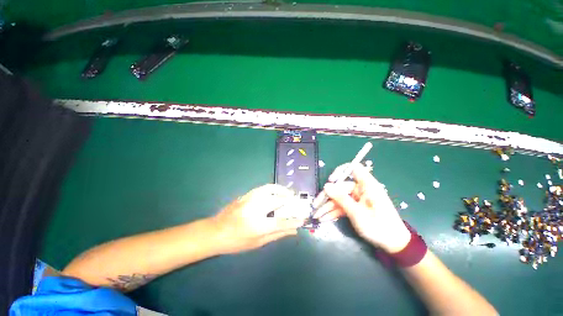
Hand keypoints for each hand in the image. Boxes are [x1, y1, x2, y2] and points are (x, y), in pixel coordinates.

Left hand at [212, 184, 303, 254]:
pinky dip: (273, 188)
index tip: (303, 219)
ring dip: (282, 190)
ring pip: (270, 189)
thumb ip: (277, 235)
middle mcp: (254, 209)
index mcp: (257, 225)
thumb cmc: (236, 241)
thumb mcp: (257, 243)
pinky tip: (276, 191)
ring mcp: (249, 199)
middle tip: (296, 201)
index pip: (281, 222)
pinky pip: (263, 187)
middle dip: (289, 200)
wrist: (215, 231)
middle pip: (277, 201)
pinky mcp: (246, 194)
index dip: (294, 220)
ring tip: (288, 193)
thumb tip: (294, 230)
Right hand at [313, 163, 410, 252]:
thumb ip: (341, 198)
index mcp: (366, 185)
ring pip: (339, 198)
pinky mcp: (355, 207)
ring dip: (327, 207)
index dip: (340, 171)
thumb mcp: (357, 213)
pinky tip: (324, 218)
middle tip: (315, 206)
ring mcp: (357, 199)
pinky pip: (342, 206)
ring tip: (317, 216)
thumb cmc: (378, 226)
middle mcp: (360, 189)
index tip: (330, 181)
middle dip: (327, 197)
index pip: (353, 168)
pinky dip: (334, 212)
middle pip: (340, 187)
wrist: (393, 245)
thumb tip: (326, 185)